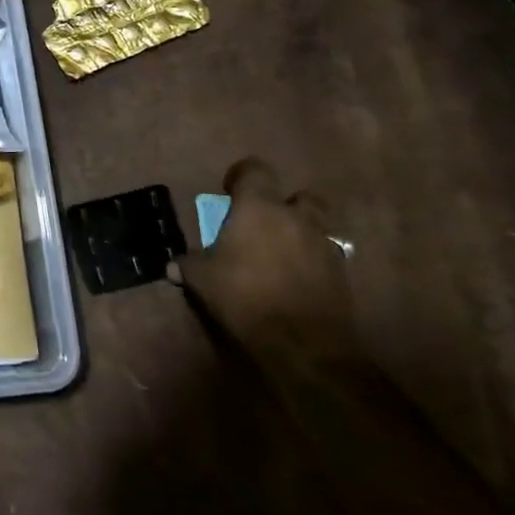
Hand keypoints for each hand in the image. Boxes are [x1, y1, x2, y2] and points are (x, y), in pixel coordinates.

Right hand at [172, 158, 357, 371]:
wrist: (304, 344)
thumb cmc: (245, 297)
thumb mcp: (203, 280)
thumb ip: (189, 265)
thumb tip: (173, 264)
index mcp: (260, 208)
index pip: (255, 170)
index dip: (242, 176)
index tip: (230, 192)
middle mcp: (296, 218)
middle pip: (299, 195)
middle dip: (285, 205)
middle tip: (265, 223)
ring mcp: (324, 245)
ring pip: (318, 226)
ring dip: (302, 233)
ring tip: (283, 253)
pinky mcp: (342, 274)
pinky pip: (327, 256)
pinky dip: (314, 262)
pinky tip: (298, 280)